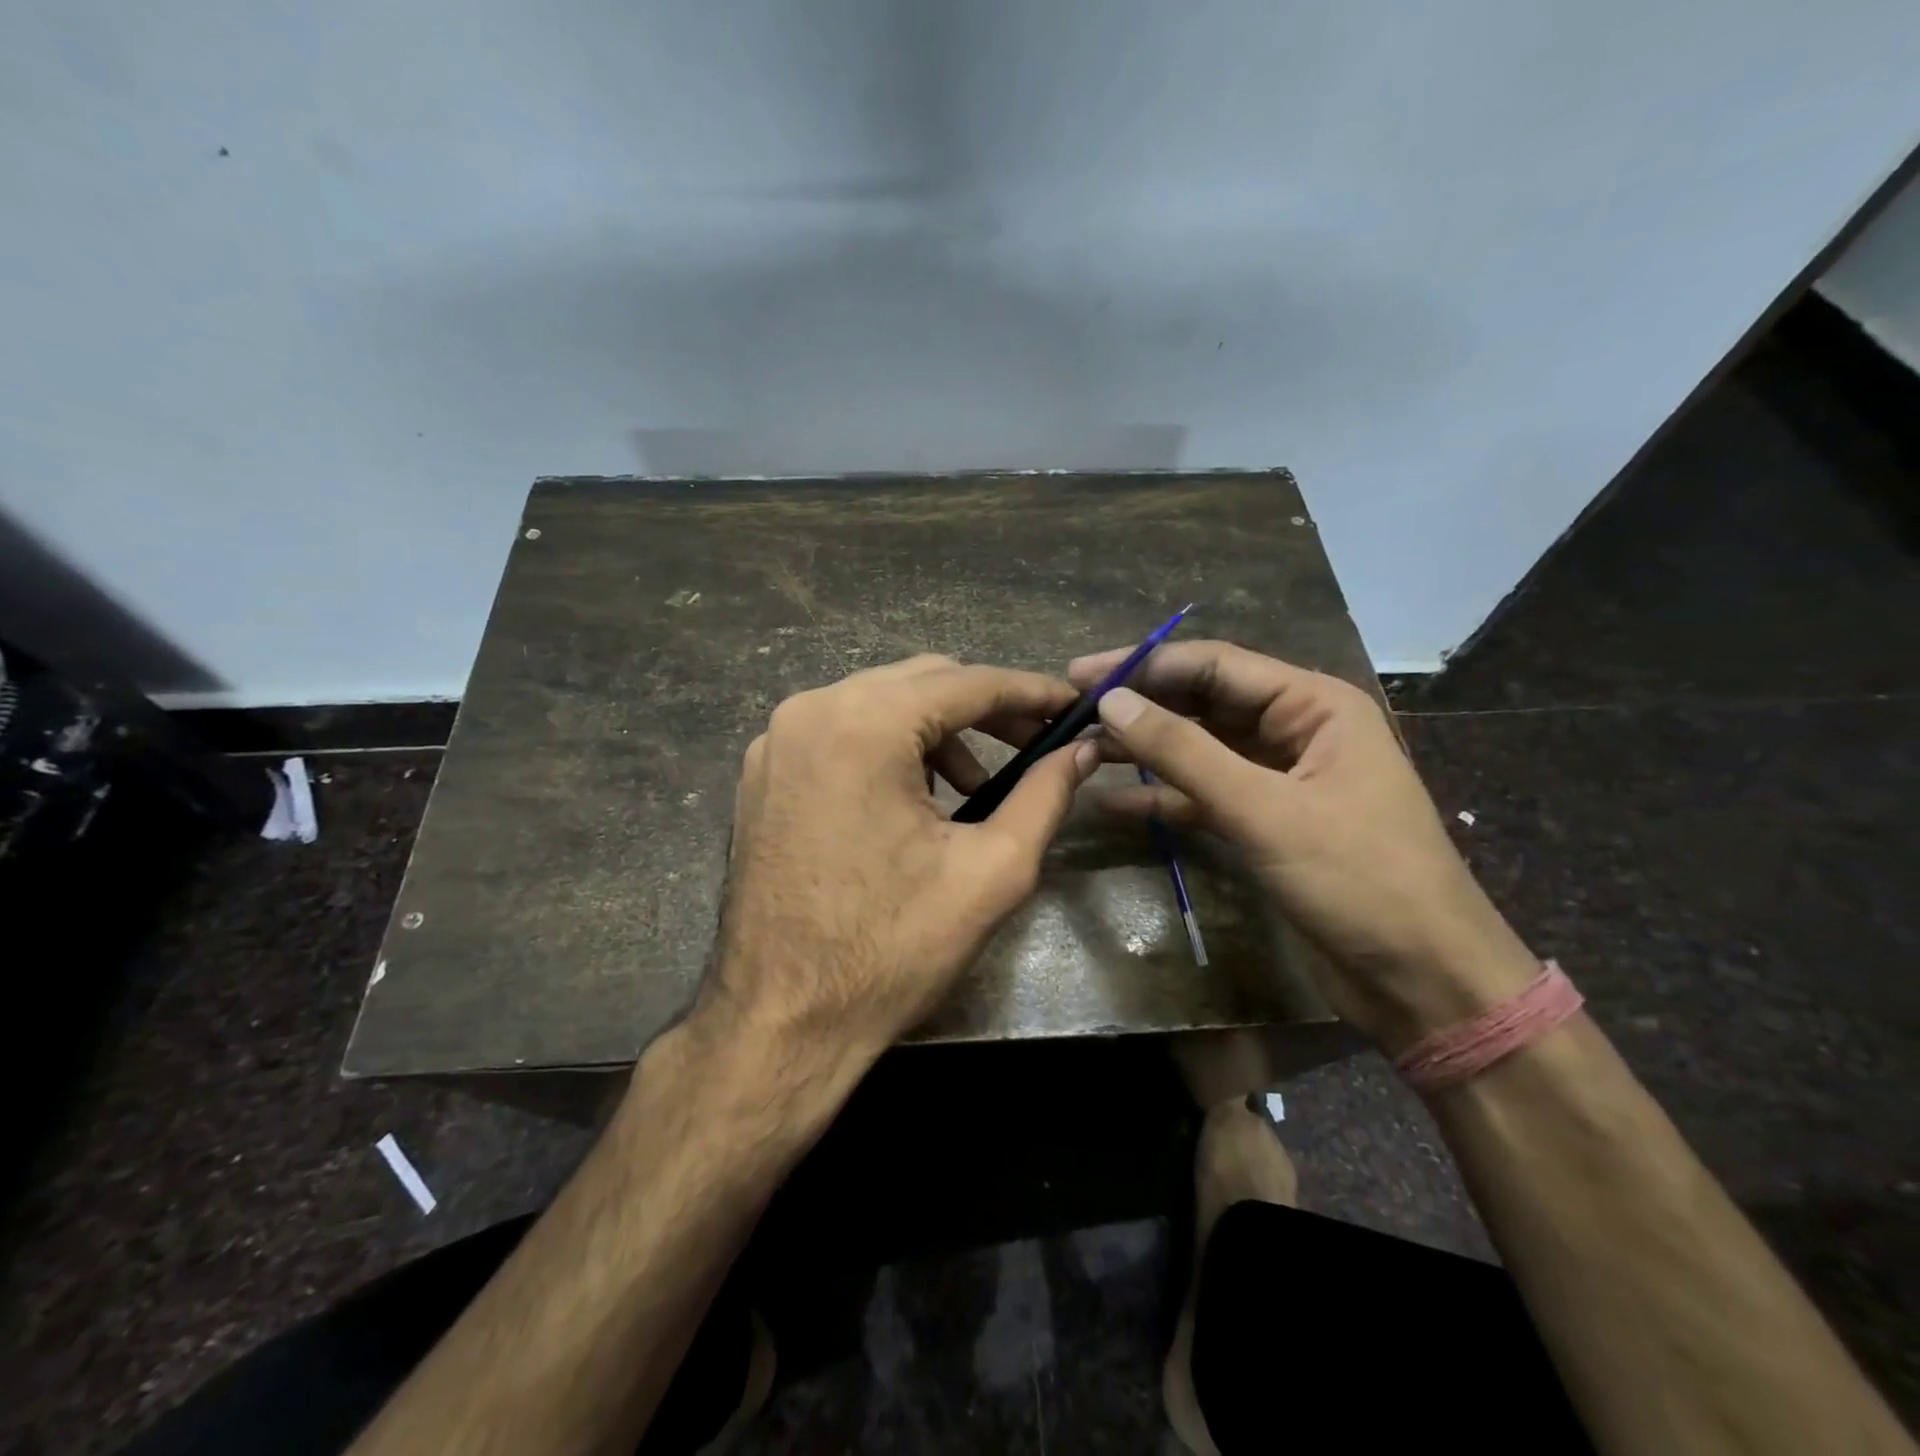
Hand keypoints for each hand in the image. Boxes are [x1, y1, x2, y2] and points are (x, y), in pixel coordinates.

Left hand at [703, 655, 1098, 1066]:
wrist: (781, 1021)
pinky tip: (917, 799)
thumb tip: (1083, 751)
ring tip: (978, 787)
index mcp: (863, 724)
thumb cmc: (891, 950)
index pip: (967, 682)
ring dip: (938, 731)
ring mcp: (777, 740)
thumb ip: (1045, 795)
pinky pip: (843, 733)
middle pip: (921, 681)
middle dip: (986, 708)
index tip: (1073, 707)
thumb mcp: (992, 871)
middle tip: (1036, 744)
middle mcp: (810, 711)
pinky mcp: (764, 772)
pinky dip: (891, 748)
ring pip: (880, 703)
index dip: (1030, 691)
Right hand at [1067, 640, 1536, 1049]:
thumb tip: (1112, 702)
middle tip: (1073, 708)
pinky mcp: (1266, 822)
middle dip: (1141, 704)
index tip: (1081, 675)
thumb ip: (1184, 753)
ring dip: (1146, 749)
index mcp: (1314, 705)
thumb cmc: (1358, 879)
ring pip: (1199, 749)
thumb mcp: (1264, 809)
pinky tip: (1113, 804)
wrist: (1422, 980)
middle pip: (1203, 702)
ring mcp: (1279, 778)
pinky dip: (1163, 798)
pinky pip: (1204, 796)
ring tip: (1082, 748)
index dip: (1144, 665)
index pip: (1214, 665)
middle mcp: (1296, 730)